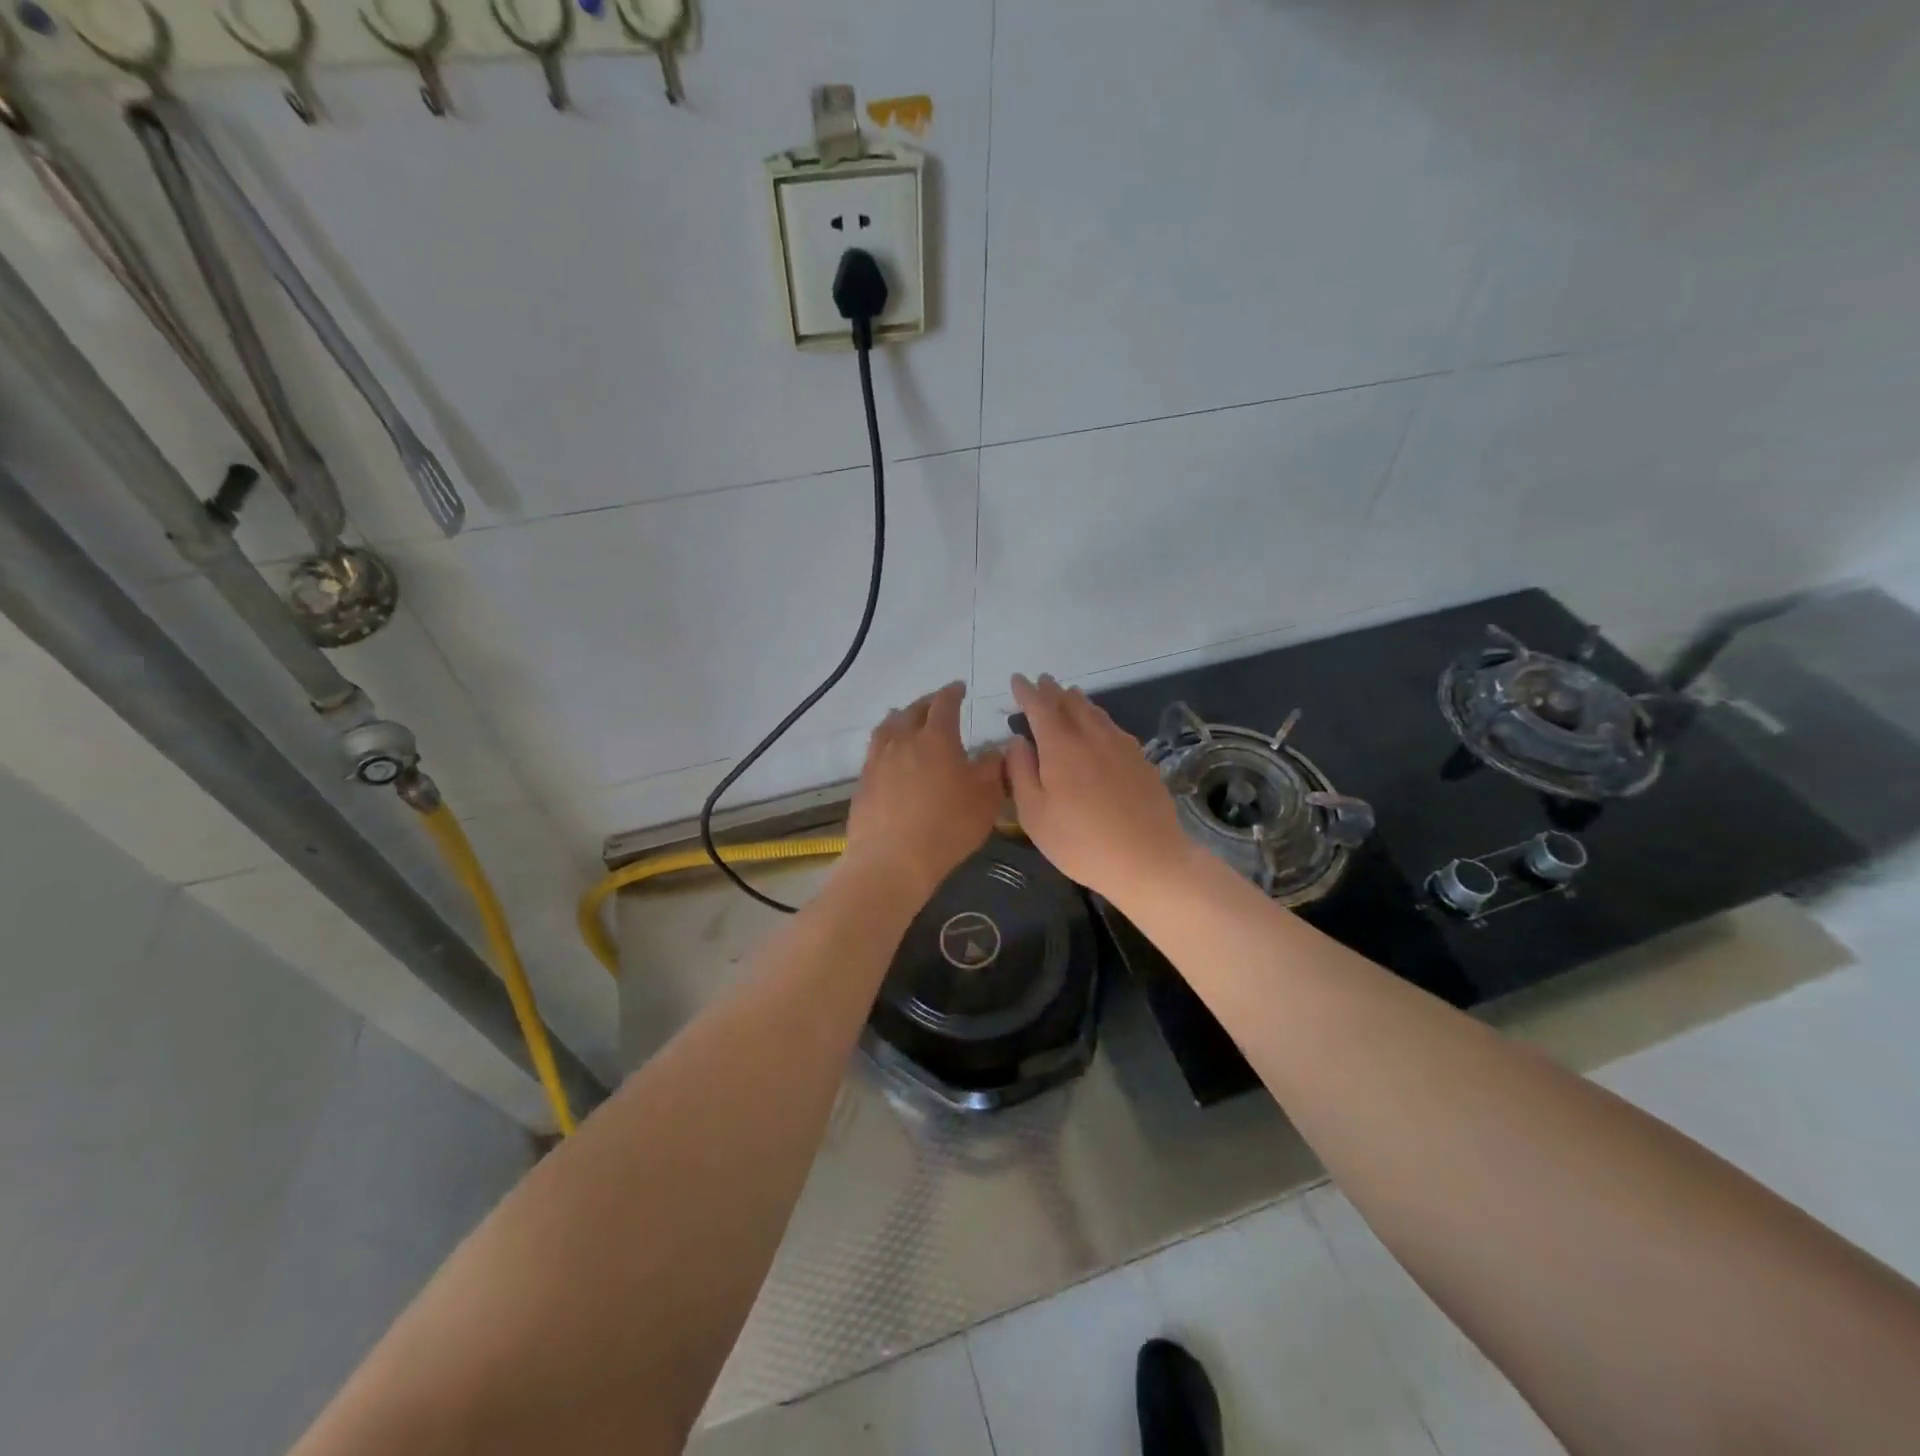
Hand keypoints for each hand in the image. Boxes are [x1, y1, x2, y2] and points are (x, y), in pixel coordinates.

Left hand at [843, 682, 1005, 901]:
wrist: (892, 860)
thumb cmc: (947, 827)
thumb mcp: (985, 799)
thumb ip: (992, 769)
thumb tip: (994, 751)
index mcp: (936, 738)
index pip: (944, 704)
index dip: (953, 692)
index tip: (959, 688)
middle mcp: (903, 741)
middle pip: (913, 711)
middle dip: (927, 703)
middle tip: (936, 703)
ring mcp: (878, 760)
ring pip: (888, 727)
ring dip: (900, 718)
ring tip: (906, 718)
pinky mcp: (864, 781)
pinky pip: (875, 750)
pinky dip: (886, 743)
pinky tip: (890, 754)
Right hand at [1005, 673, 1191, 903]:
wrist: (1147, 859)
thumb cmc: (1080, 842)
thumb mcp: (1034, 814)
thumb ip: (1021, 772)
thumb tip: (1017, 741)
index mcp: (1061, 746)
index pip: (1040, 707)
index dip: (1026, 692)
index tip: (1017, 680)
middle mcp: (1092, 736)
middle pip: (1070, 703)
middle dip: (1052, 691)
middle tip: (1042, 682)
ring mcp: (1122, 746)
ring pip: (1096, 712)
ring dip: (1078, 701)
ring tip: (1069, 695)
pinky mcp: (1141, 760)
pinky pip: (1114, 728)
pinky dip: (1099, 719)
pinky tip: (1100, 727)